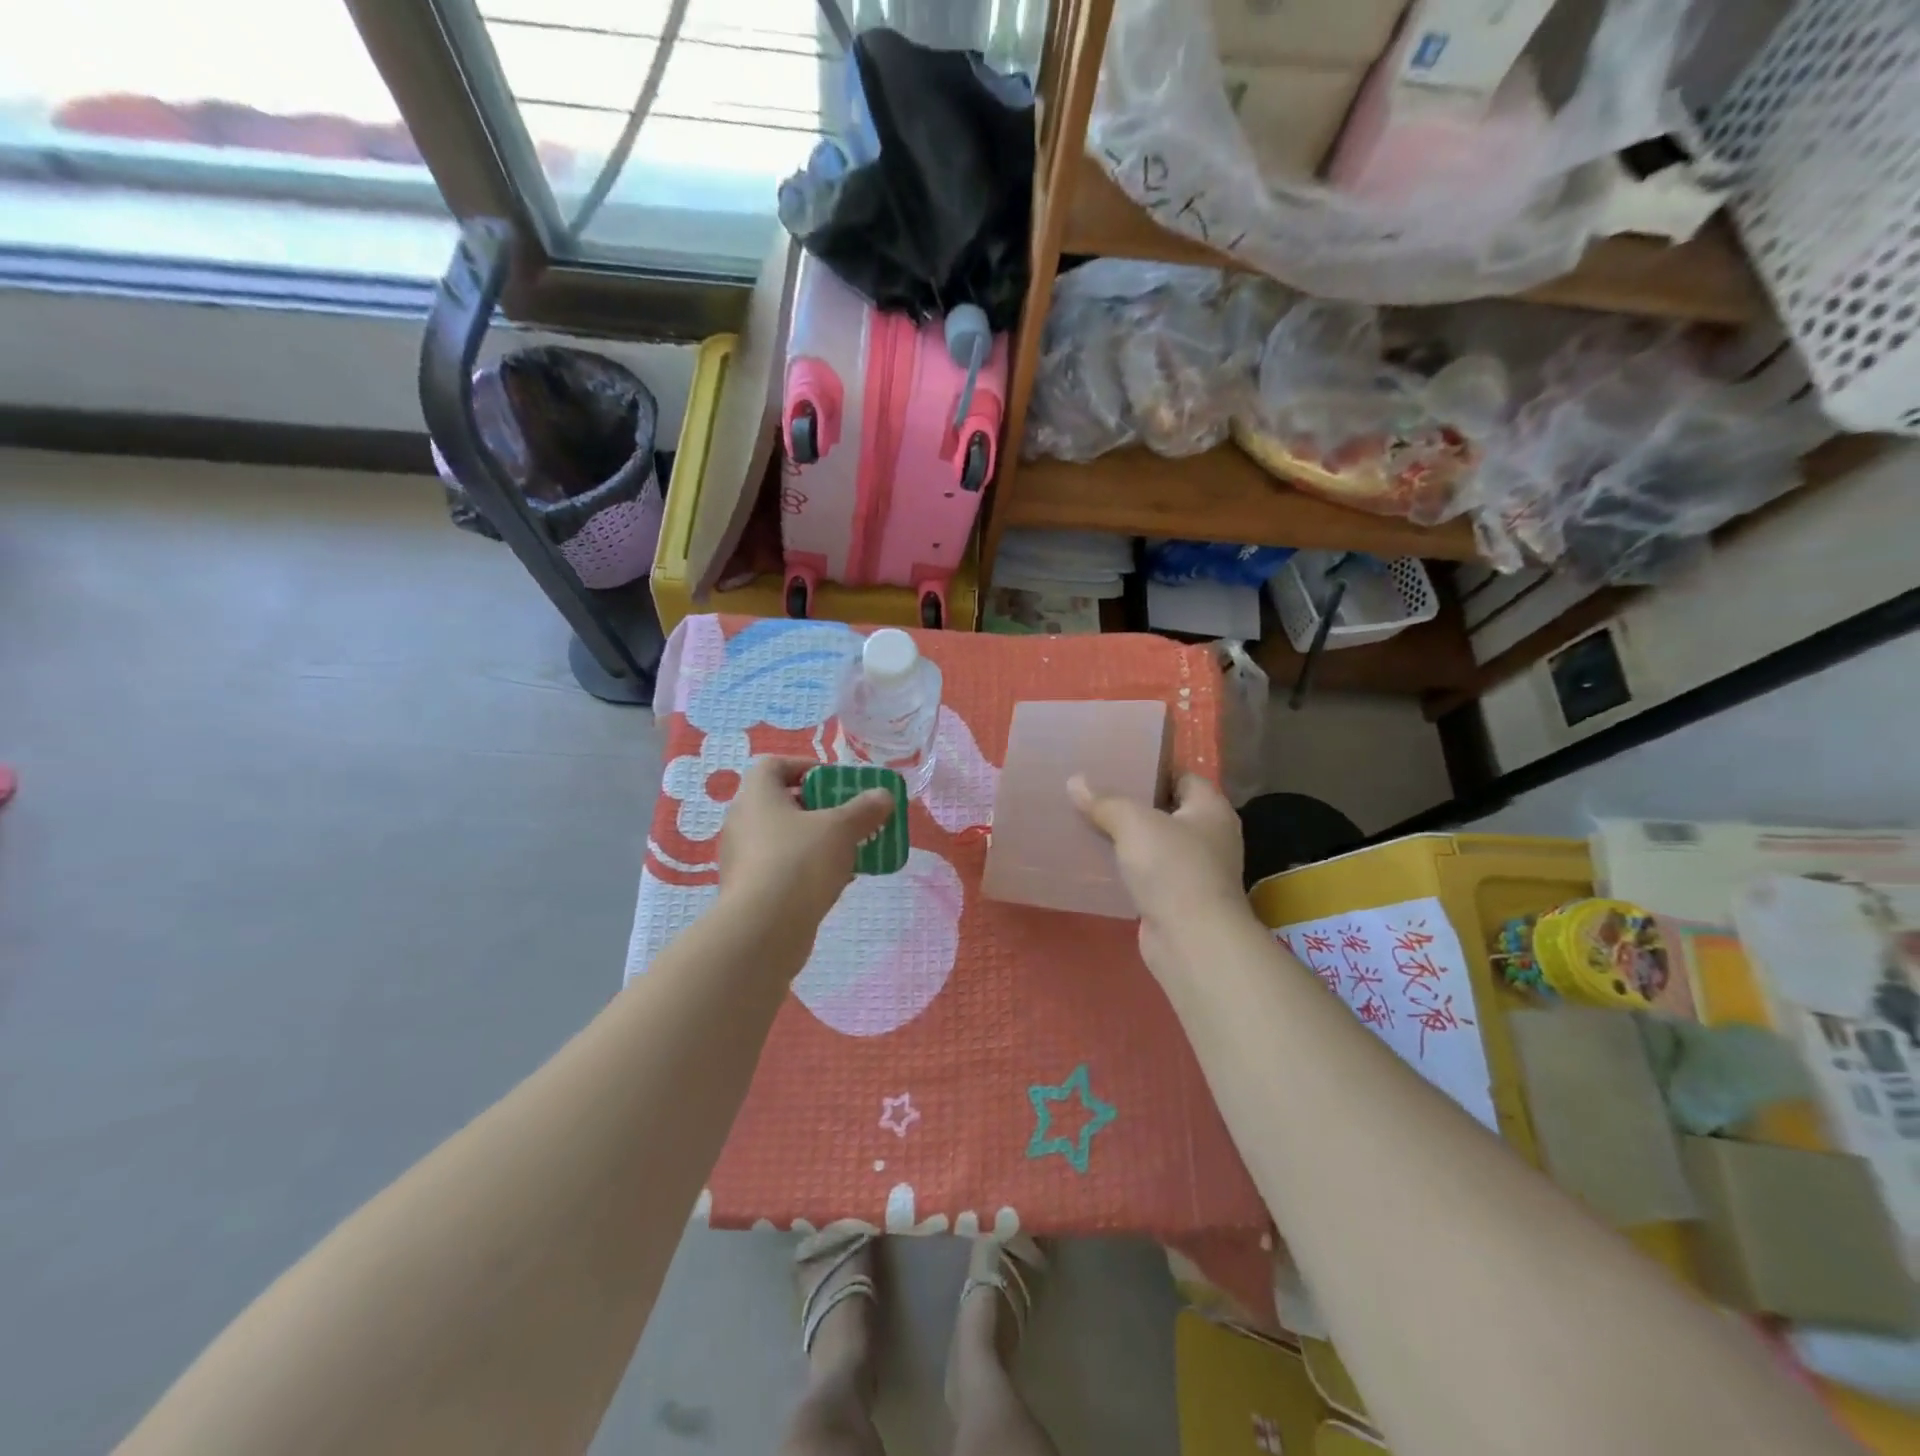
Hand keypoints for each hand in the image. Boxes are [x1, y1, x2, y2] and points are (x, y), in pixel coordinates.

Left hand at [718, 757, 895, 965]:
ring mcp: (743, 858)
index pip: (775, 765)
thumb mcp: (841, 828)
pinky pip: (783, 868)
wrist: (763, 930)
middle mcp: (743, 821)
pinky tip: (839, 880)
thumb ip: (864, 809)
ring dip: (817, 840)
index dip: (806, 767)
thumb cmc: (799, 861)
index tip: (836, 782)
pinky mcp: (750, 890)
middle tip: (850, 816)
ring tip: (852, 850)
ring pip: (785, 838)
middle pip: (783, 803)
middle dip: (820, 807)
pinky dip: (808, 869)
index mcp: (756, 795)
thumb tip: (883, 795)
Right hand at [1069, 773, 1250, 974]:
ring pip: (1154, 844)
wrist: (1192, 941)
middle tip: (1093, 790)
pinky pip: (1147, 873)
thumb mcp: (1134, 823)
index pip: (1182, 776)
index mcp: (1211, 809)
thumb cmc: (1173, 868)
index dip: (1151, 768)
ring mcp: (1195, 870)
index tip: (1116, 763)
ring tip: (1087, 821)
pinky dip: (1126, 868)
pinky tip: (1096, 861)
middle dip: (1132, 802)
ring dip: (1126, 837)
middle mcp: (1209, 837)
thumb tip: (1076, 781)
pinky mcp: (1177, 899)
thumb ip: (1105, 801)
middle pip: (1166, 809)